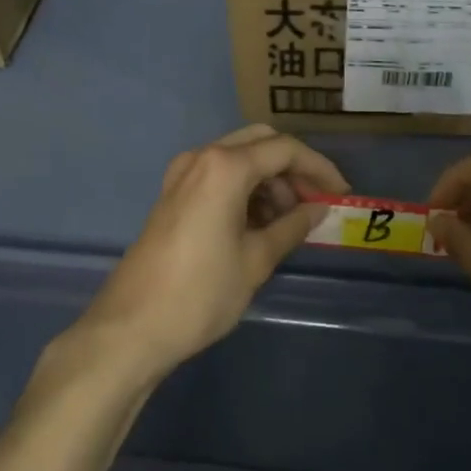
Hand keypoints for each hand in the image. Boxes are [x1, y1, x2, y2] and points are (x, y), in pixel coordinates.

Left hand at [73, 126, 347, 382]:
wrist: (130, 328)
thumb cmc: (201, 294)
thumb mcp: (256, 261)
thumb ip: (292, 227)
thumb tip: (319, 210)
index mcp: (225, 167)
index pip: (284, 150)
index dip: (319, 168)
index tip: (341, 194)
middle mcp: (202, 157)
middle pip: (260, 142)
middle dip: (293, 168)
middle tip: (315, 202)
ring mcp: (183, 173)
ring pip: (239, 157)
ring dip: (269, 179)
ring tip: (289, 221)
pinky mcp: (173, 193)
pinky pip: (218, 174)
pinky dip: (245, 188)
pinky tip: (259, 223)